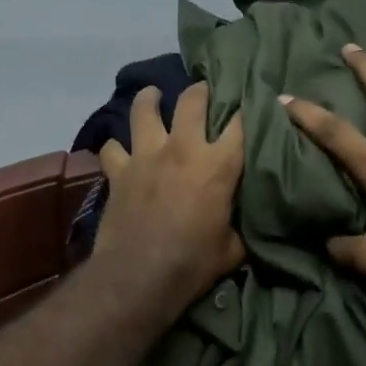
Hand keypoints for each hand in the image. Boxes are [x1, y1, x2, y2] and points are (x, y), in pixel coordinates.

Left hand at [94, 82, 245, 321]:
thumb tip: (250, 220)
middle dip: (201, 91)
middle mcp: (182, 149)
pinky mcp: (119, 171)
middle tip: (204, 90)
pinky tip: (118, 150)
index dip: (248, 109)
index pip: (241, 123)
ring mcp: (146, 156)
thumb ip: (242, 224)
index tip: (252, 104)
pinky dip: (115, 147)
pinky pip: (112, 148)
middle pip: (192, 101)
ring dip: (149, 99)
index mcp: (219, 165)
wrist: (140, 276)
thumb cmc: (194, 263)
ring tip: (152, 95)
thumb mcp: (234, 248)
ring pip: (144, 110)